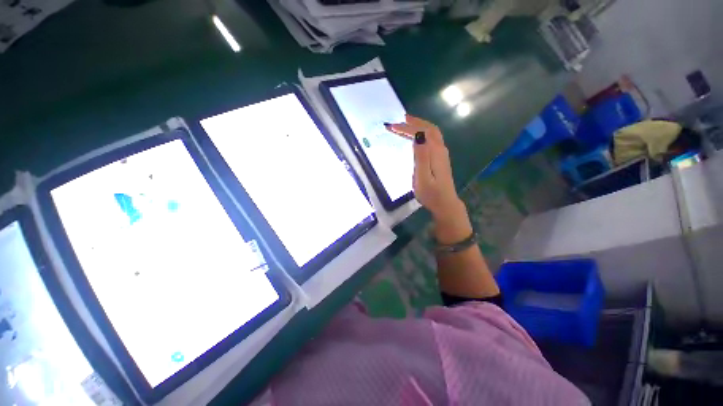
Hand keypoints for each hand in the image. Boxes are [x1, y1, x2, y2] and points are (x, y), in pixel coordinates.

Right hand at [386, 115, 470, 242]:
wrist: (445, 204)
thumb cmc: (431, 194)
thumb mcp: (423, 178)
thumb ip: (421, 157)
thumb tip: (418, 136)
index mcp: (435, 153)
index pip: (421, 132)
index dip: (406, 128)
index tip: (391, 127)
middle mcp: (440, 149)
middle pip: (429, 128)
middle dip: (413, 122)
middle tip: (398, 120)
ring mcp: (442, 153)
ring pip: (432, 132)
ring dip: (419, 125)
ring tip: (406, 122)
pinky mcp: (440, 158)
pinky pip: (432, 138)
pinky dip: (423, 131)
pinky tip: (416, 136)